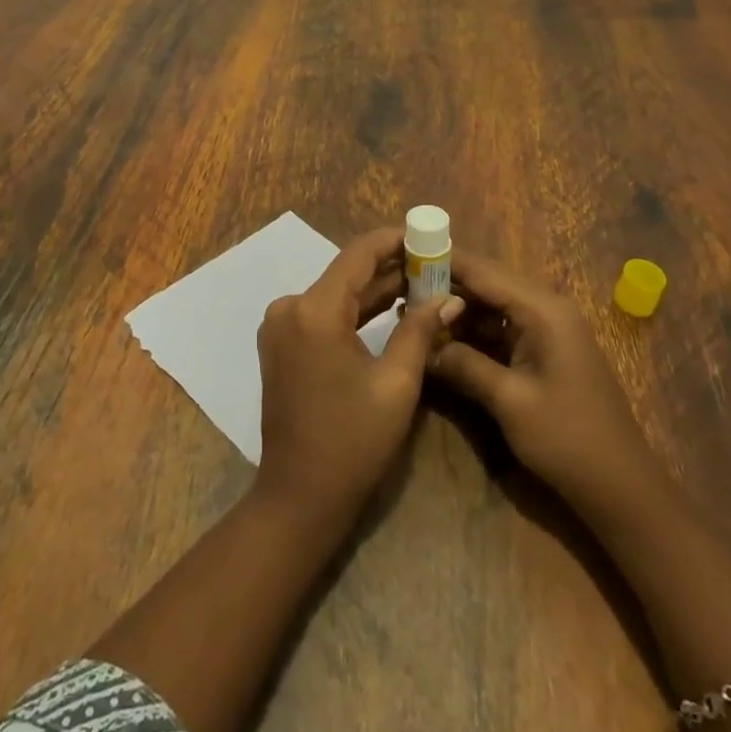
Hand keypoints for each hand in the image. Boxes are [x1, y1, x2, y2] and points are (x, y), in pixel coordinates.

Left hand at [254, 227, 462, 523]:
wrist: (300, 495)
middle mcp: (289, 307)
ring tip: (423, 283)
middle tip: (436, 265)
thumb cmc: (353, 442)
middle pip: (346, 273)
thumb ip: (420, 331)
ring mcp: (281, 325)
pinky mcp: (282, 344)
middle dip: (391, 268)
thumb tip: (450, 296)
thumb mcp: (396, 384)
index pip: (358, 254)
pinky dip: (356, 312)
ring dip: (376, 290)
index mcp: (314, 310)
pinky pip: (324, 314)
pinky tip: (391, 309)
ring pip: (337, 294)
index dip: (394, 240)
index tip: (428, 236)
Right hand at [427, 252, 660, 514]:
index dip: (443, 261)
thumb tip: (422, 344)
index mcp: (543, 310)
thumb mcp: (509, 401)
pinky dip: (473, 333)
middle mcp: (546, 309)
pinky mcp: (544, 352)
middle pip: (486, 284)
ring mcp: (547, 330)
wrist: (622, 489)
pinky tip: (443, 342)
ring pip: (491, 307)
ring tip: (413, 315)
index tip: (402, 255)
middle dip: (445, 287)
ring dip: (456, 312)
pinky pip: (501, 329)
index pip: (483, 271)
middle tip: (400, 290)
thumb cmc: (568, 439)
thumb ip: (463, 364)